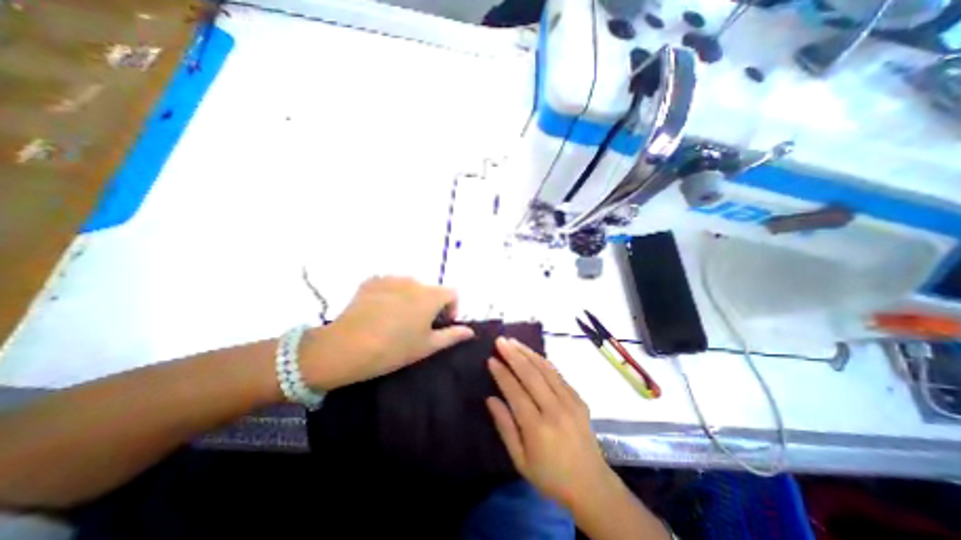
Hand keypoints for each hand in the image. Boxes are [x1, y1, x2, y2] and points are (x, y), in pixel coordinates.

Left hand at [303, 278, 471, 387]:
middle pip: (431, 290)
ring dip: (411, 299)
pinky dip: (392, 295)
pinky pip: (391, 285)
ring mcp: (391, 278)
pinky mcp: (372, 281)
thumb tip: (470, 331)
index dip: (451, 309)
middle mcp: (414, 281)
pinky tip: (380, 313)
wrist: (346, 347)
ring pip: (410, 287)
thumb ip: (452, 336)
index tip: (441, 325)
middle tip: (418, 327)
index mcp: (431, 295)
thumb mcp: (427, 346)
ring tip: (397, 320)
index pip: (452, 293)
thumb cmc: (394, 349)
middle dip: (430, 305)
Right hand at [489, 339, 615, 509]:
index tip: (491, 359)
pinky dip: (543, 361)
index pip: (515, 392)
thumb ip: (505, 427)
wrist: (592, 485)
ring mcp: (570, 402)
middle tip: (500, 341)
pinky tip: (533, 354)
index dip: (502, 373)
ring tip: (513, 341)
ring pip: (546, 369)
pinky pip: (558, 374)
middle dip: (514, 355)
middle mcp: (555, 410)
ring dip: (528, 352)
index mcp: (537, 428)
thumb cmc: (550, 476)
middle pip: (531, 375)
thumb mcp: (520, 460)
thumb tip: (490, 399)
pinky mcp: (579, 398)